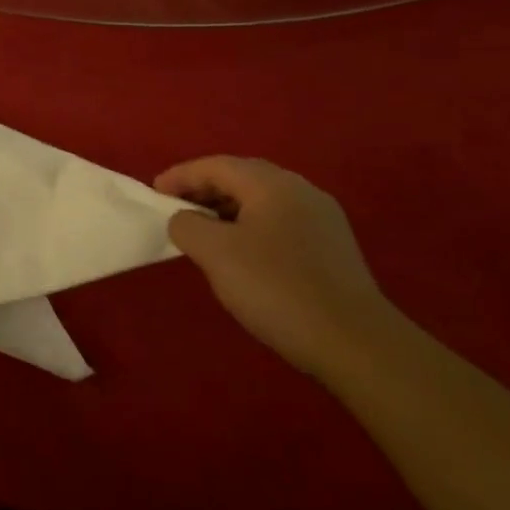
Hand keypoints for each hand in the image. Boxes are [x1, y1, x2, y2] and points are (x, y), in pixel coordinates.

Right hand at [155, 156, 398, 380]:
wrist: (356, 343)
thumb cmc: (276, 288)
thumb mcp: (215, 253)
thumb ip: (187, 225)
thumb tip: (184, 219)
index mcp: (272, 184)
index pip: (216, 166)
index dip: (180, 176)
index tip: (153, 193)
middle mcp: (301, 191)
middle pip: (241, 178)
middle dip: (203, 189)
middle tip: (174, 208)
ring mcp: (322, 219)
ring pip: (261, 201)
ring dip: (225, 209)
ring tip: (201, 231)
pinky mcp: (331, 248)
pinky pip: (278, 222)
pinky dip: (248, 226)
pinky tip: (239, 253)